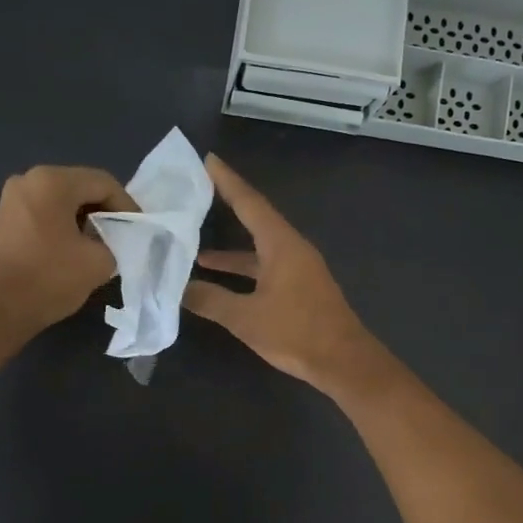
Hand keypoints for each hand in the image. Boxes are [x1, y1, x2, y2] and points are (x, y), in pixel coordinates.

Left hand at [0, 165, 133, 336]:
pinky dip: (65, 224)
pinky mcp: (6, 218)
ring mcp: (13, 198)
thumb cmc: (50, 278)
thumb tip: (113, 240)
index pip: (103, 183)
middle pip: (81, 187)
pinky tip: (76, 247)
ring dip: (86, 218)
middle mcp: (29, 179)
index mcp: (53, 181)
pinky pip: (46, 211)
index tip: (139, 229)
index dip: (127, 205)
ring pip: (63, 199)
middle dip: (106, 210)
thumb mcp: (99, 261)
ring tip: (103, 243)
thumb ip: (117, 242)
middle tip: (124, 235)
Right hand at [182, 155, 381, 392]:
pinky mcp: (301, 289)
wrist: (343, 361)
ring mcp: (299, 269)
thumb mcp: (246, 317)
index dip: (227, 181)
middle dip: (226, 208)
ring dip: (230, 252)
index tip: (207, 160)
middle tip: (197, 196)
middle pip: (255, 221)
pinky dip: (244, 272)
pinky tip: (224, 284)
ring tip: (195, 251)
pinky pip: (266, 268)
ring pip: (259, 251)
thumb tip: (179, 289)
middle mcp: (292, 249)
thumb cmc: (296, 333)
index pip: (249, 203)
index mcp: (281, 244)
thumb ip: (211, 300)